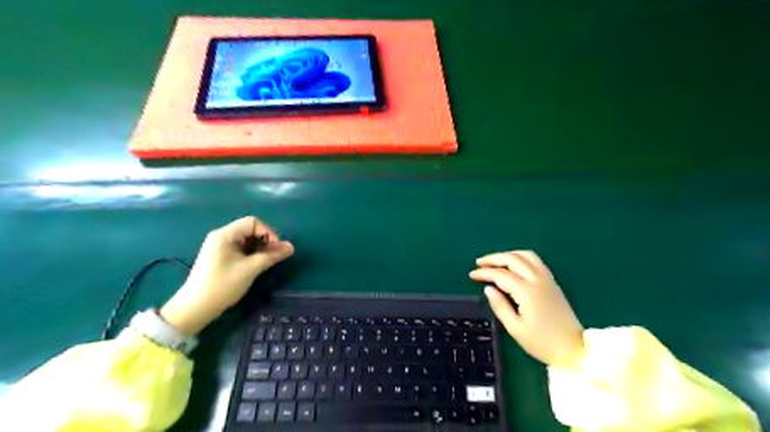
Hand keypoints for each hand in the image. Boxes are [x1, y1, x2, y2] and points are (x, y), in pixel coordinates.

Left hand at [159, 217, 294, 334]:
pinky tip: (255, 265)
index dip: (268, 232)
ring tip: (266, 262)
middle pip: (249, 229)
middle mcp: (221, 236)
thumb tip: (291, 247)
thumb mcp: (250, 269)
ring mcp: (219, 247)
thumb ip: (272, 256)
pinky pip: (240, 248)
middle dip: (265, 240)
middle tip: (273, 256)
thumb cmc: (223, 285)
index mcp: (225, 234)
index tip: (276, 249)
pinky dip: (251, 254)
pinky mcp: (220, 257)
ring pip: (246, 240)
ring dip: (259, 248)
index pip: (253, 222)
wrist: (195, 308)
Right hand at [469, 250, 583, 367]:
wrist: (574, 349)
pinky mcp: (552, 282)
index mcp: (527, 292)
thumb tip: (488, 289)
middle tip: (479, 263)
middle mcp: (537, 280)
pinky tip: (514, 264)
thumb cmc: (542, 343)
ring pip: (526, 255)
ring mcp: (547, 279)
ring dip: (508, 255)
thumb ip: (500, 306)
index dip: (484, 273)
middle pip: (513, 259)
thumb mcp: (515, 329)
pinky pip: (535, 261)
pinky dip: (521, 257)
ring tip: (495, 261)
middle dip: (494, 258)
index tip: (471, 275)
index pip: (501, 275)